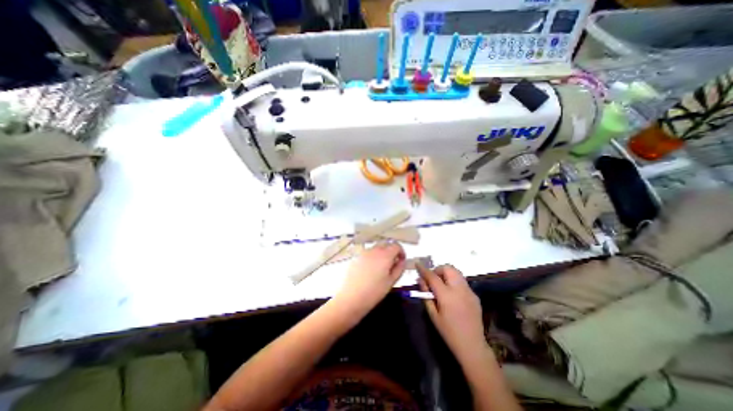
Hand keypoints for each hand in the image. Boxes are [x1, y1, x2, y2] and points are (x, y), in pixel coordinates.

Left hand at [333, 243, 405, 319]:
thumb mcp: (391, 282)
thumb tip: (401, 260)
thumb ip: (399, 268)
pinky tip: (370, 270)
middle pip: (386, 244)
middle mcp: (374, 250)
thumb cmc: (374, 292)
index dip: (401, 252)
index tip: (401, 260)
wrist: (351, 297)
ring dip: (382, 253)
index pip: (396, 245)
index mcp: (385, 255)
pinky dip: (372, 257)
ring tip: (381, 268)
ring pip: (376, 248)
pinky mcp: (356, 257)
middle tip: (392, 264)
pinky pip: (368, 253)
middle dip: (391, 251)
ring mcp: (364, 252)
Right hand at [417, 265, 485, 360]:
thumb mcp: (433, 314)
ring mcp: (469, 291)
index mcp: (447, 296)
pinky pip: (462, 281)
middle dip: (438, 269)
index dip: (423, 269)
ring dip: (447, 273)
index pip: (433, 276)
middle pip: (448, 268)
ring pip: (456, 272)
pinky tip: (452, 293)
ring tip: (441, 284)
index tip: (417, 264)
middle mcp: (459, 289)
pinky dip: (454, 281)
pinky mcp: (474, 295)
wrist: (472, 346)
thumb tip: (420, 280)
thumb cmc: (448, 332)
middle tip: (432, 279)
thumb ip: (426, 294)